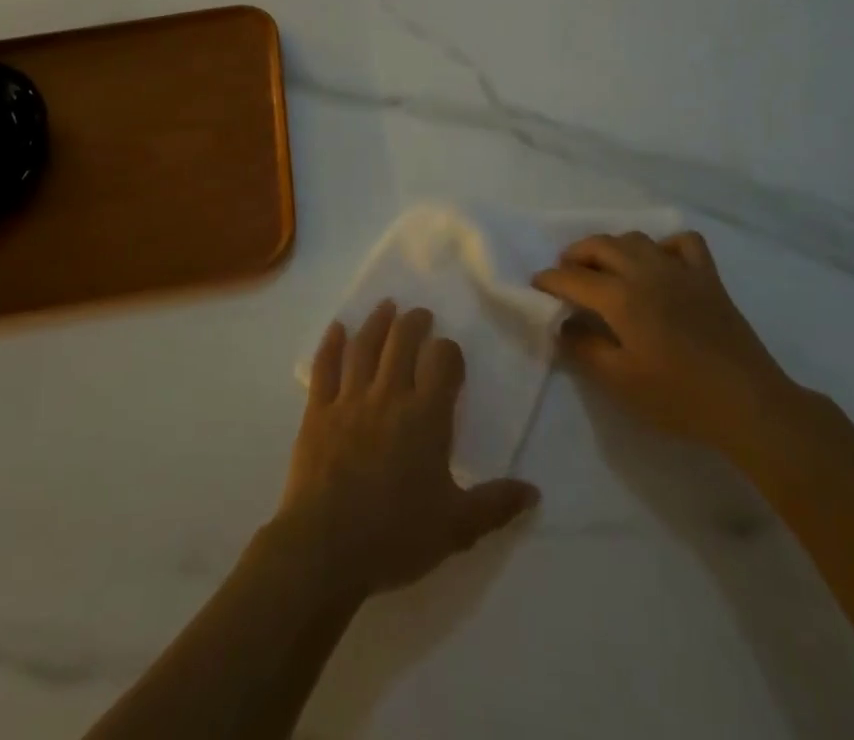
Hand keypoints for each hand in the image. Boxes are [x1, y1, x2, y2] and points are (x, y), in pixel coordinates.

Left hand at [271, 302, 538, 602]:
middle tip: (420, 313)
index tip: (449, 354)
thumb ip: (496, 505)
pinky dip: (330, 345)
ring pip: (365, 346)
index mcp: (426, 417)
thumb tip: (535, 491)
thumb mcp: (456, 528)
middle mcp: (389, 395)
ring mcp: (350, 400)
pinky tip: (336, 329)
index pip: (442, 362)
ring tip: (386, 306)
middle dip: (414, 322)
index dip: (448, 352)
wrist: (326, 547)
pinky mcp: (318, 411)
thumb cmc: (396, 536)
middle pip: (402, 342)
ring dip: (377, 322)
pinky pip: (324, 368)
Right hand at [531, 231, 806, 459]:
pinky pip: (683, 243)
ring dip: (613, 247)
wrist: (749, 405)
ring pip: (636, 238)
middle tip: (565, 273)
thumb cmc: (679, 397)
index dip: (550, 280)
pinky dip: (665, 245)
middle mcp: (645, 272)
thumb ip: (585, 348)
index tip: (536, 285)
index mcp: (621, 297)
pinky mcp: (708, 277)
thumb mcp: (620, 381)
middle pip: (600, 246)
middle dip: (575, 255)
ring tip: (605, 267)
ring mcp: (679, 270)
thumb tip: (563, 324)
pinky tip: (660, 263)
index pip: (573, 278)